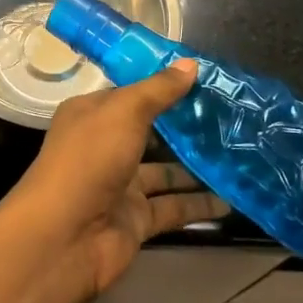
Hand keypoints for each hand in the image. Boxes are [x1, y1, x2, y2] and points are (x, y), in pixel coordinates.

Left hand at [4, 59, 228, 300]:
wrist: (63, 238)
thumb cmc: (89, 160)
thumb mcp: (124, 112)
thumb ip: (158, 90)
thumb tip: (191, 64)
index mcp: (93, 114)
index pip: (132, 95)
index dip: (164, 86)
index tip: (204, 80)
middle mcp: (105, 147)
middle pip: (151, 133)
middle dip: (186, 128)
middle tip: (231, 119)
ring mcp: (121, 186)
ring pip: (165, 172)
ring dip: (197, 167)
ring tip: (239, 156)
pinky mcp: (136, 221)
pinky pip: (173, 208)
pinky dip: (198, 205)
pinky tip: (230, 199)